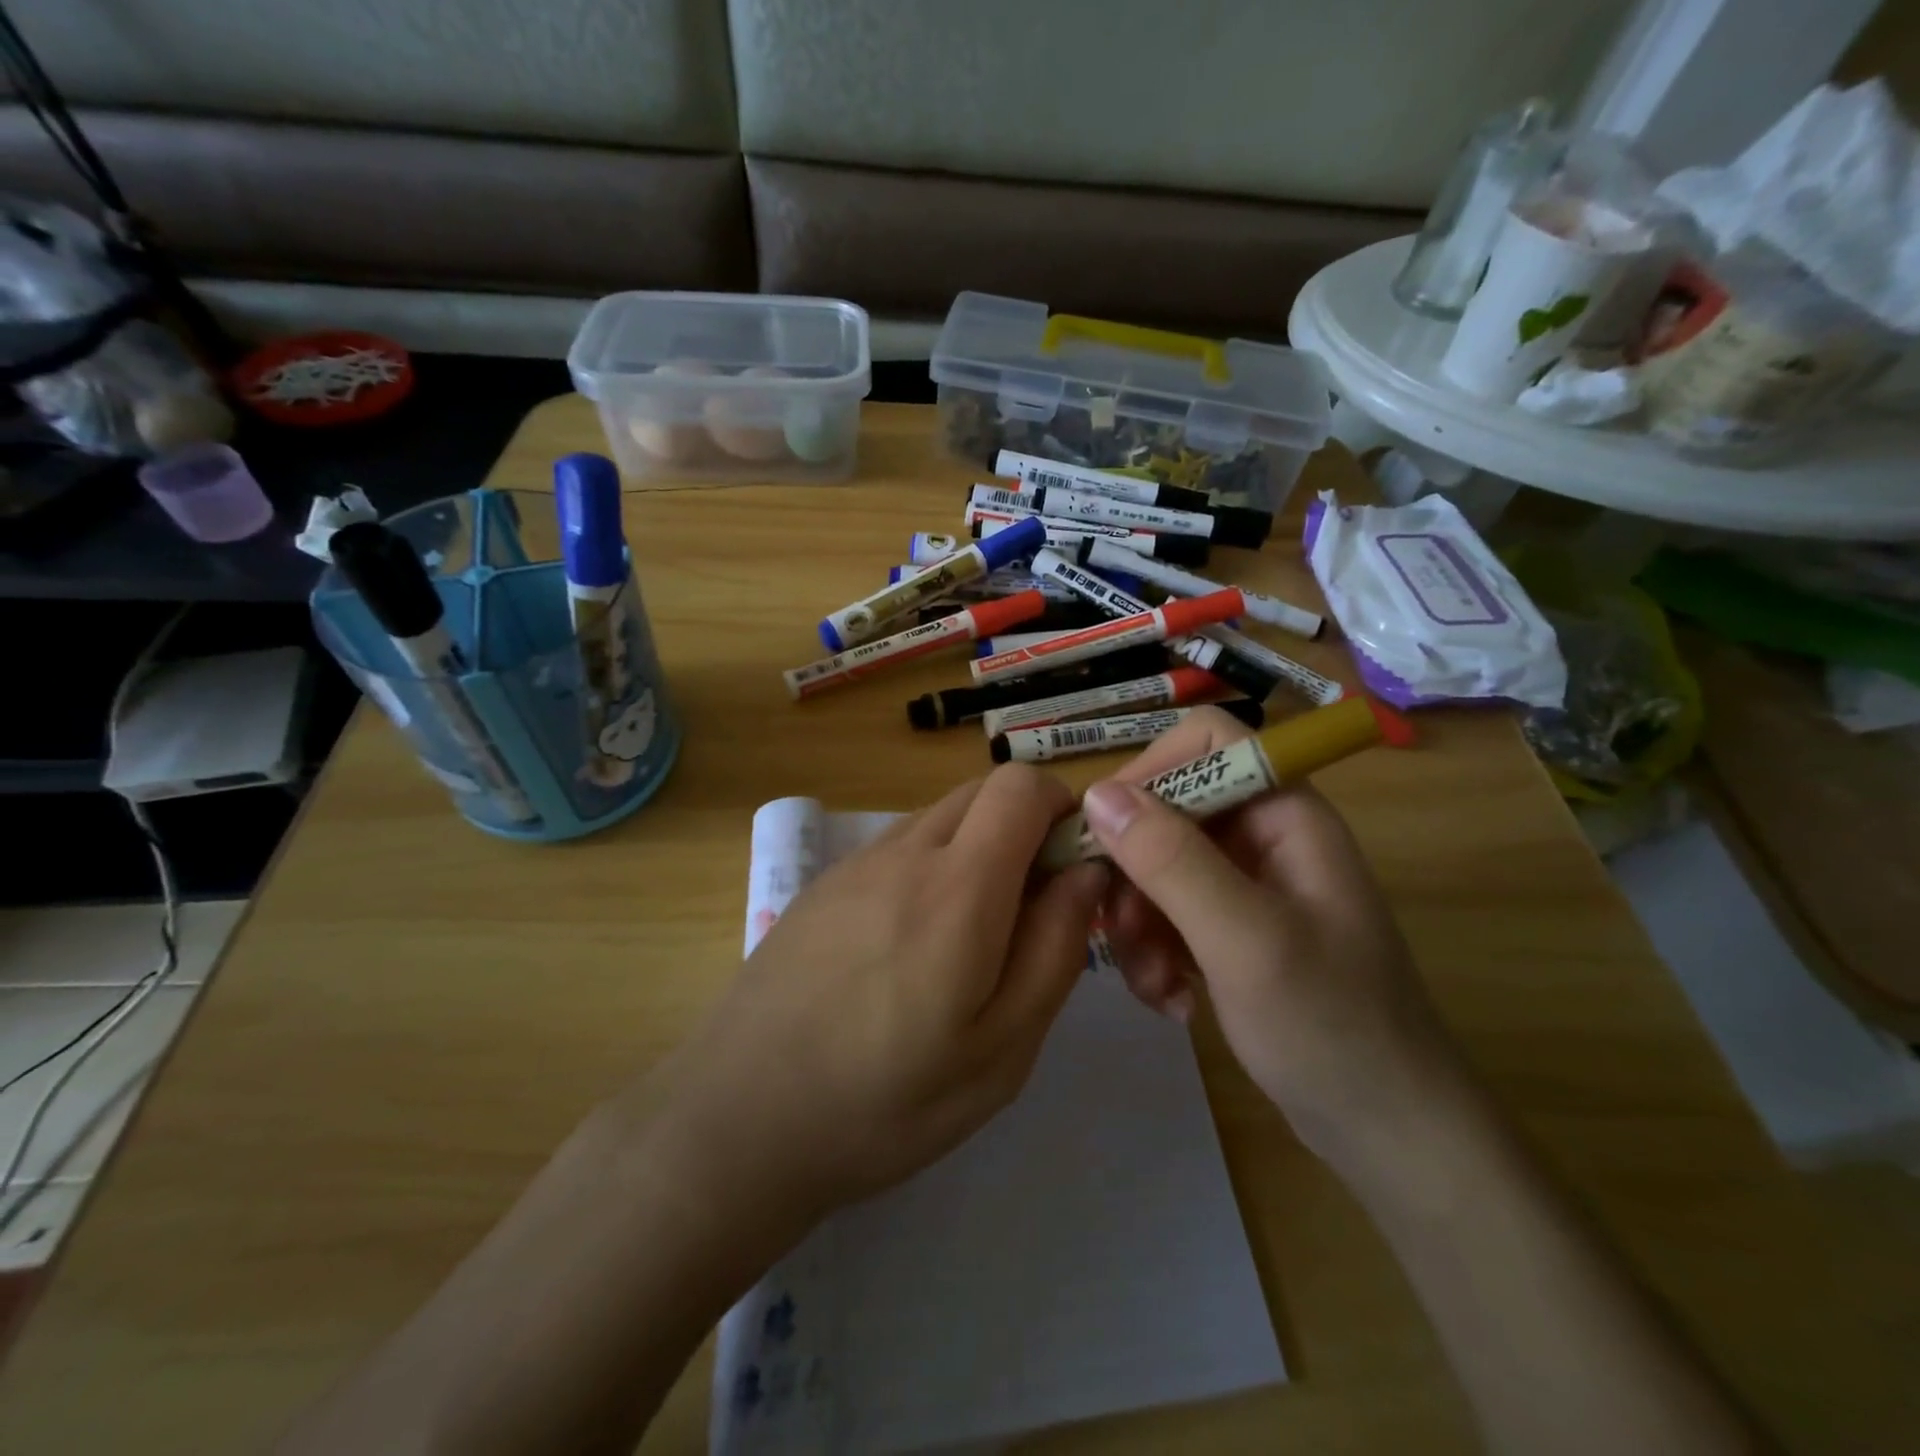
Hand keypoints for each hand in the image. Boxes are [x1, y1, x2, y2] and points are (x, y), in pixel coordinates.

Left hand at [634, 765, 1108, 1237]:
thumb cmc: (887, 1099)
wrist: (739, 1118)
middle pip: (981, 791)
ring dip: (975, 849)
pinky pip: (898, 847)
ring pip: (940, 818)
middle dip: (1023, 829)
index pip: (1020, 785)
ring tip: (967, 939)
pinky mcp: (824, 884)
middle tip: (1027, 912)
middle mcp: (905, 851)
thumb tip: (1085, 874)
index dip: (1061, 808)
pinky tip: (908, 947)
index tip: (1070, 869)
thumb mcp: (1003, 1049)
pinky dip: (930, 867)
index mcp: (958, 886)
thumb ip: (1056, 949)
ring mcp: (856, 863)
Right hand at [1081, 706, 1466, 1166]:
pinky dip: (1155, 952)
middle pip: (1167, 810)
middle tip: (1120, 933)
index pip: (1204, 742)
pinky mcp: (1229, 927)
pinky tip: (1173, 1001)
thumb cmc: (1331, 1028)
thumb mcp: (1244, 940)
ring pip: (1155, 866)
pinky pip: (1166, 911)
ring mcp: (1244, 883)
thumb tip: (1096, 792)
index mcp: (1284, 812)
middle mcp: (1262, 834)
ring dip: (1139, 924)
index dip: (1148, 773)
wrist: (1388, 1132)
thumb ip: (1171, 861)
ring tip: (1155, 986)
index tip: (1105, 835)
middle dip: (1133, 873)